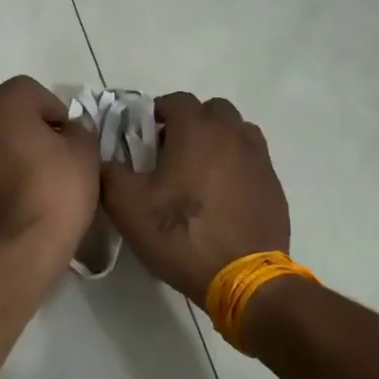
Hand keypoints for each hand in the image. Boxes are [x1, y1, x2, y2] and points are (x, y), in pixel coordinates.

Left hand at [0, 76, 99, 264]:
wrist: (16, 249)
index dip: (54, 110)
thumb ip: (79, 130)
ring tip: (36, 181)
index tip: (69, 139)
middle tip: (56, 157)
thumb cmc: (55, 192)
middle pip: (5, 113)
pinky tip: (17, 199)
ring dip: (10, 150)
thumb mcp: (85, 154)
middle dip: (30, 128)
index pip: (29, 90)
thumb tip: (69, 130)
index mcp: (1, 106)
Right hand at [101, 93, 289, 304]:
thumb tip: (104, 159)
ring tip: (199, 171)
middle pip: (212, 110)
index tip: (144, 135)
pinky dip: (235, 166)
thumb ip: (109, 173)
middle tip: (171, 150)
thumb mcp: (127, 206)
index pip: (177, 100)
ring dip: (218, 140)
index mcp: (197, 130)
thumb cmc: (180, 234)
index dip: (157, 112)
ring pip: (237, 132)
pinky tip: (221, 196)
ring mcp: (259, 159)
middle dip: (191, 122)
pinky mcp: (274, 186)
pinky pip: (252, 161)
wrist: (243, 278)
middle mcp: (232, 134)